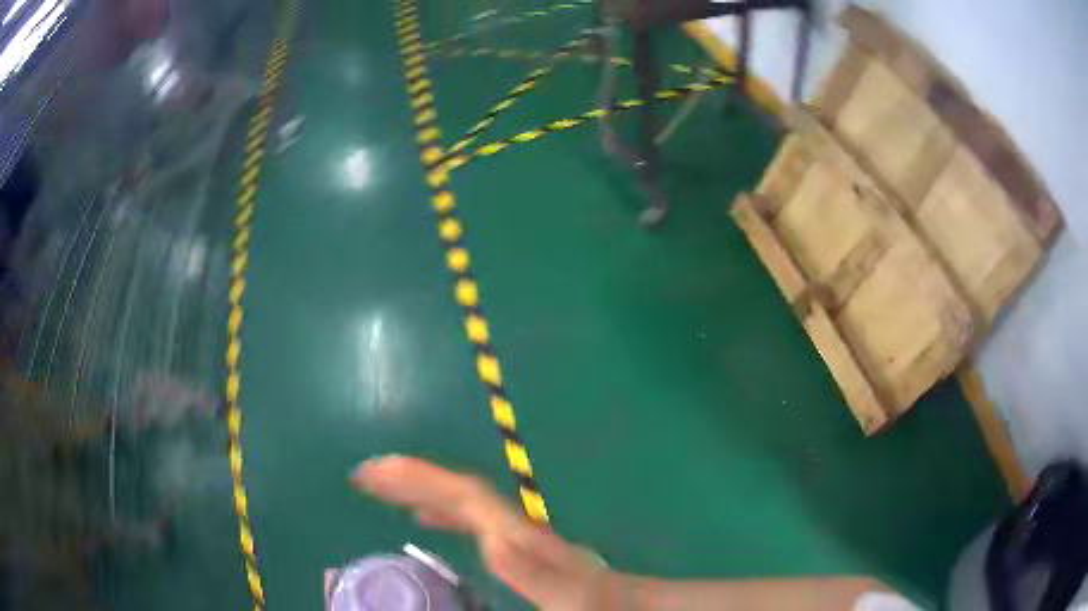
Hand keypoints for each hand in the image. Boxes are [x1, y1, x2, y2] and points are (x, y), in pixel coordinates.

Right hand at [352, 455, 611, 610]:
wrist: (626, 603)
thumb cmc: (596, 604)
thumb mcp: (569, 598)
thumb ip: (533, 573)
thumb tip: (489, 538)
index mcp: (519, 536)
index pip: (463, 495)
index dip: (419, 479)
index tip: (375, 472)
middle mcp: (514, 527)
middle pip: (458, 490)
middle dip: (411, 478)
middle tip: (364, 474)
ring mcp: (516, 535)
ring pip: (461, 502)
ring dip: (421, 489)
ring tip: (382, 489)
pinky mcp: (517, 547)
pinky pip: (469, 520)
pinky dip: (441, 512)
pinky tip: (425, 518)